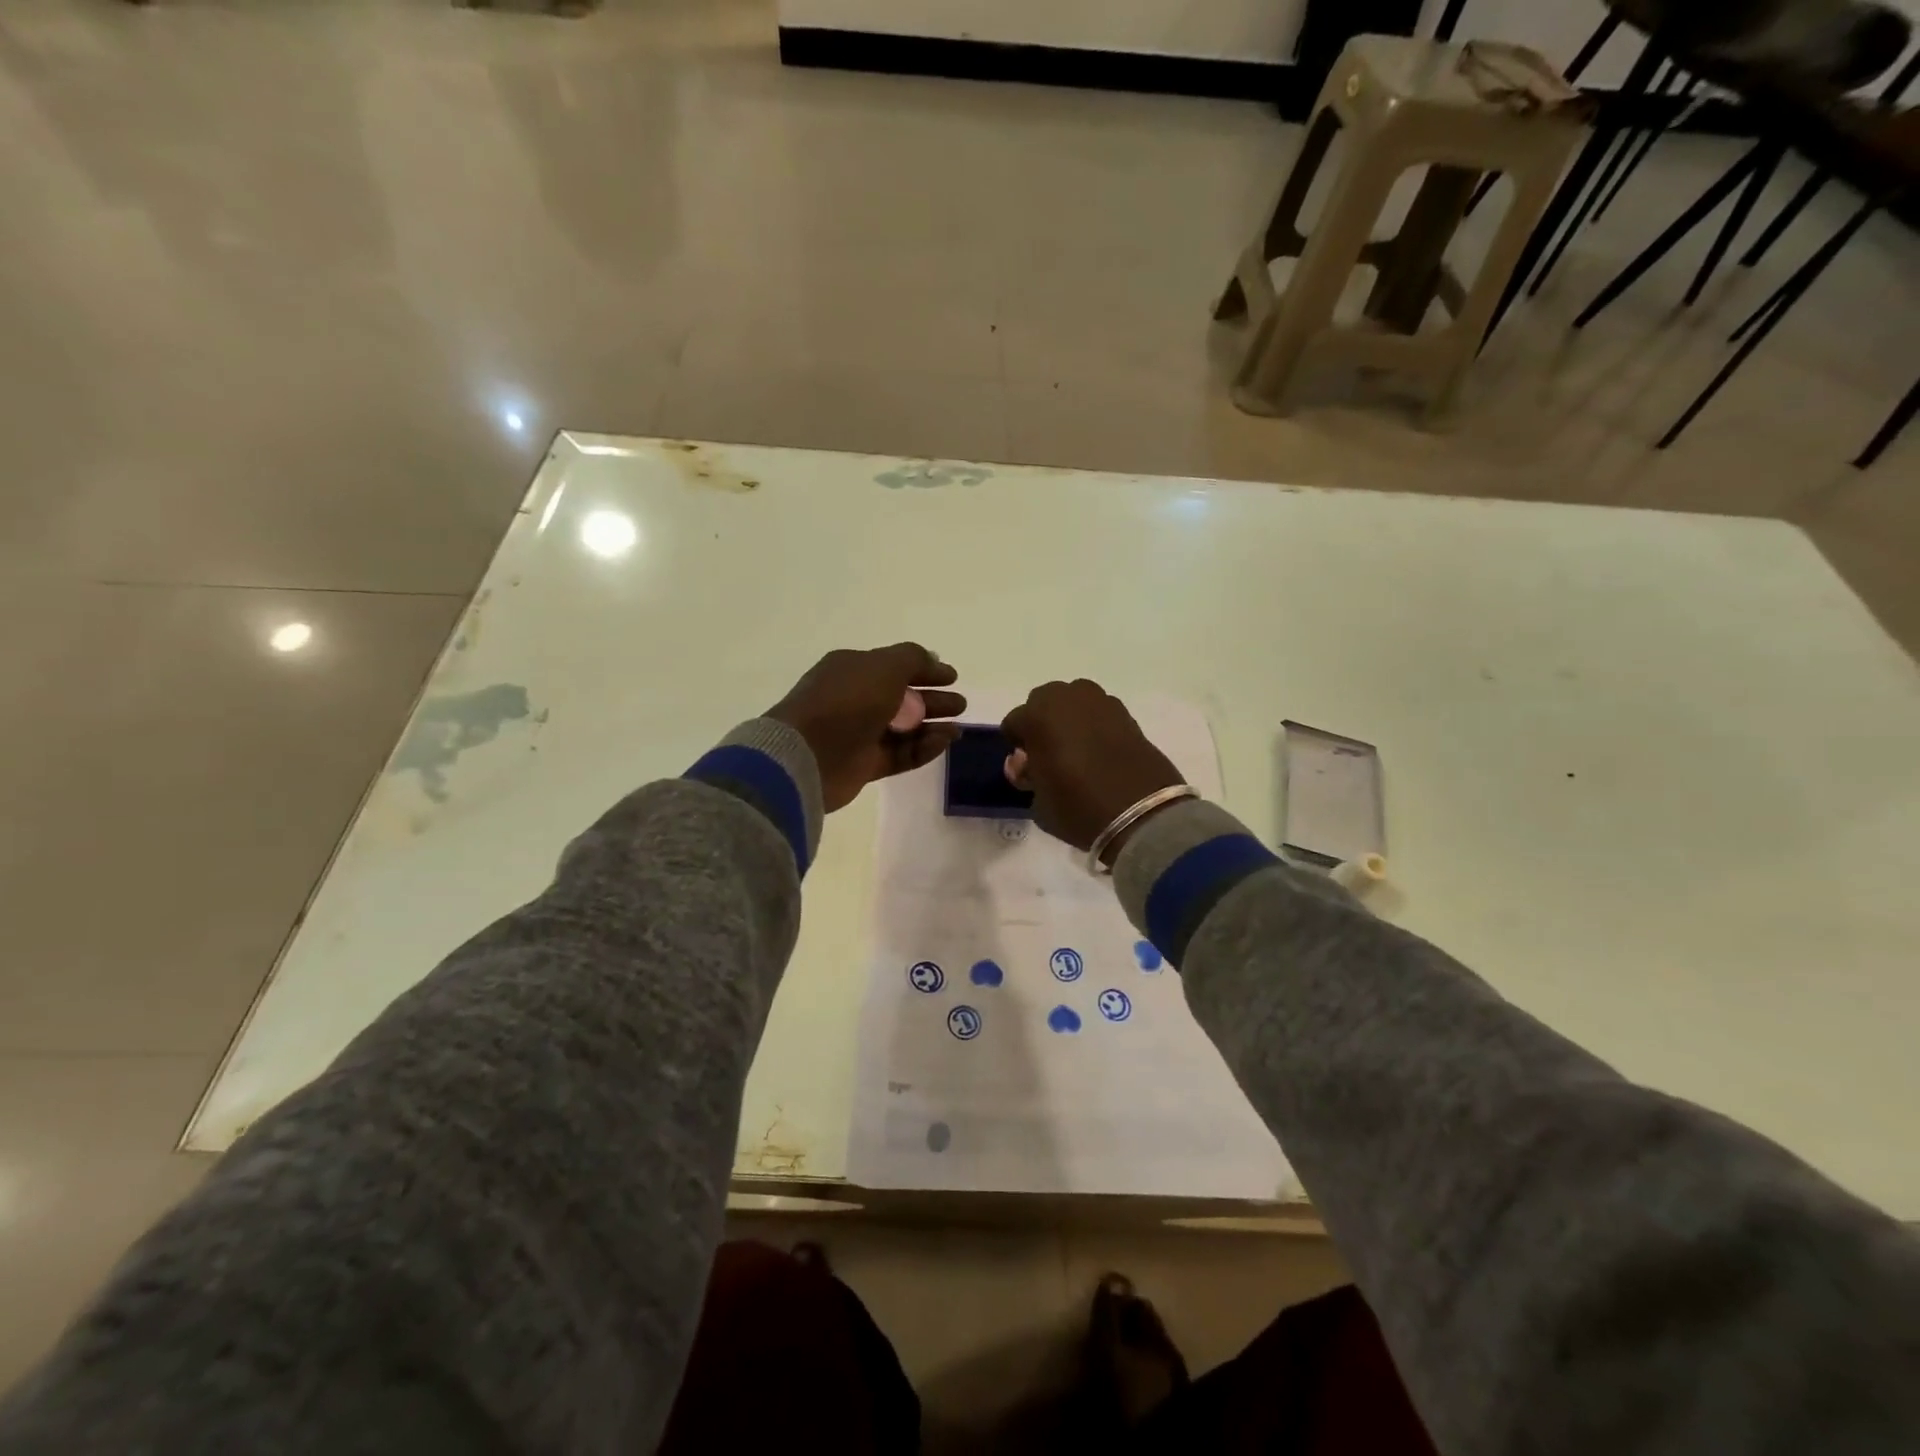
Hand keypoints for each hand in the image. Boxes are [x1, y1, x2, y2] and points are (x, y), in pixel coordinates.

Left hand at [769, 644, 964, 812]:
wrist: (808, 755)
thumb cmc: (846, 701)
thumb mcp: (883, 667)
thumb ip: (912, 659)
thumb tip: (932, 659)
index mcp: (853, 670)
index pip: (895, 666)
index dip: (925, 670)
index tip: (953, 677)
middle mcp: (855, 699)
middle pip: (902, 698)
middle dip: (933, 700)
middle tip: (960, 705)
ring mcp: (859, 734)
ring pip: (903, 728)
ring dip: (932, 726)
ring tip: (957, 729)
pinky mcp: (864, 765)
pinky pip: (899, 754)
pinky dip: (923, 748)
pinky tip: (944, 742)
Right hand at [1001, 680, 1183, 861]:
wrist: (1141, 814)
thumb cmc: (1078, 808)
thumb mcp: (1038, 801)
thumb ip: (1027, 775)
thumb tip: (1027, 763)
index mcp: (1037, 715)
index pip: (1014, 723)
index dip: (1017, 746)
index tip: (1027, 768)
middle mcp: (1067, 698)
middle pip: (1043, 703)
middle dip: (1042, 724)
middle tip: (1049, 756)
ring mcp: (1101, 702)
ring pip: (1073, 703)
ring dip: (1069, 721)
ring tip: (1076, 752)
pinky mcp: (1126, 713)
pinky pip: (1099, 714)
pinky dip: (1095, 727)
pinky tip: (1100, 753)